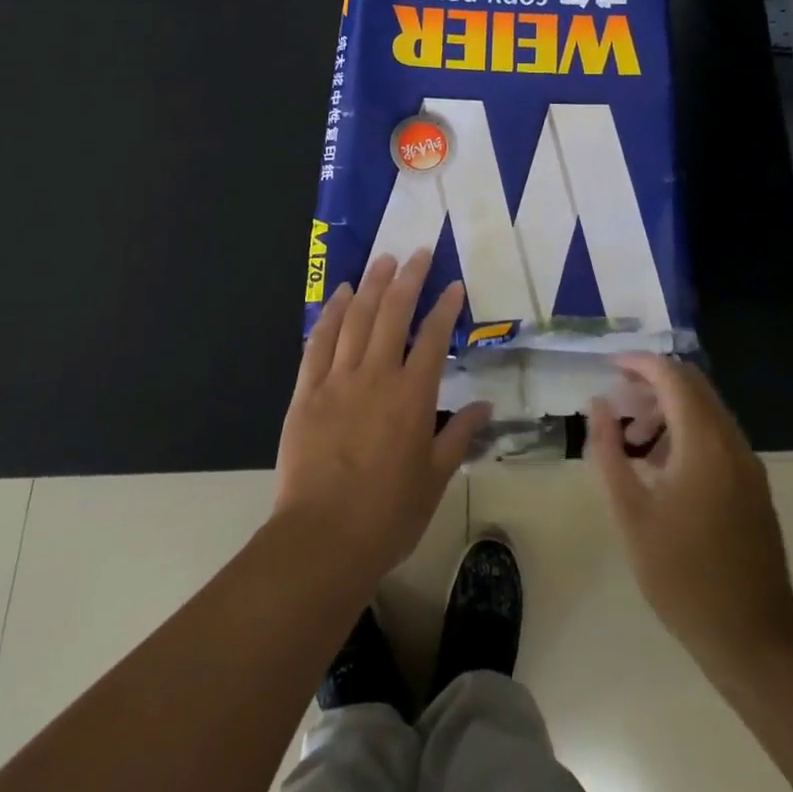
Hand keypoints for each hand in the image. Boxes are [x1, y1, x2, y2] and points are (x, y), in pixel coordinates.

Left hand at [274, 250, 491, 593]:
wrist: (322, 539)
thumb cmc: (388, 514)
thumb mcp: (435, 478)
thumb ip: (460, 436)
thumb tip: (486, 406)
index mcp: (413, 396)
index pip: (433, 338)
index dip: (444, 307)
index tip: (453, 285)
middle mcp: (376, 377)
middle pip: (393, 314)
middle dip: (408, 279)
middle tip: (417, 252)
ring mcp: (337, 381)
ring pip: (356, 319)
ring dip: (371, 286)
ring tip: (383, 261)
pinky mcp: (306, 392)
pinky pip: (319, 343)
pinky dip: (330, 314)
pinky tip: (339, 294)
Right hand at [587, 355, 792, 666]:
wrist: (754, 635)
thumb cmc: (682, 575)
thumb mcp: (631, 513)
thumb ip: (609, 451)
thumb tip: (598, 405)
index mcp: (703, 441)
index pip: (672, 376)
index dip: (638, 363)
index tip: (608, 366)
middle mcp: (731, 440)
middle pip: (692, 386)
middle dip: (652, 383)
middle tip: (617, 402)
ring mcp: (748, 463)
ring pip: (706, 410)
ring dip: (668, 410)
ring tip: (632, 440)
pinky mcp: (753, 484)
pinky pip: (717, 436)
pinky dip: (686, 432)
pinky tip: (661, 468)